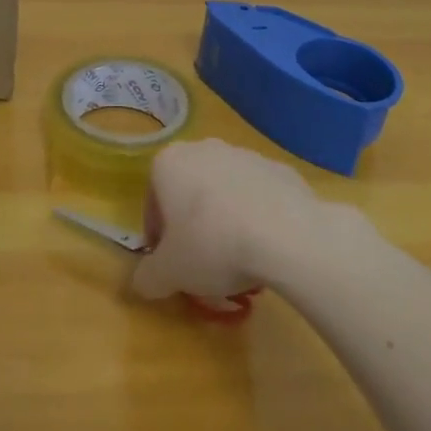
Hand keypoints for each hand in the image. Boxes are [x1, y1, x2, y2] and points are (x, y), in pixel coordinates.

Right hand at [132, 137, 342, 300]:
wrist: (287, 233)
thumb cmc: (213, 246)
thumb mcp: (169, 274)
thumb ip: (147, 278)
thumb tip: (143, 282)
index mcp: (169, 163)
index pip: (153, 204)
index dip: (159, 240)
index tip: (172, 267)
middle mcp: (203, 149)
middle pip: (189, 193)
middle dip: (192, 225)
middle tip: (204, 264)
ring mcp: (244, 154)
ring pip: (224, 192)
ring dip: (225, 219)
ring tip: (240, 259)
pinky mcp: (278, 167)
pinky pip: (258, 195)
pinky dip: (257, 216)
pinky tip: (267, 246)